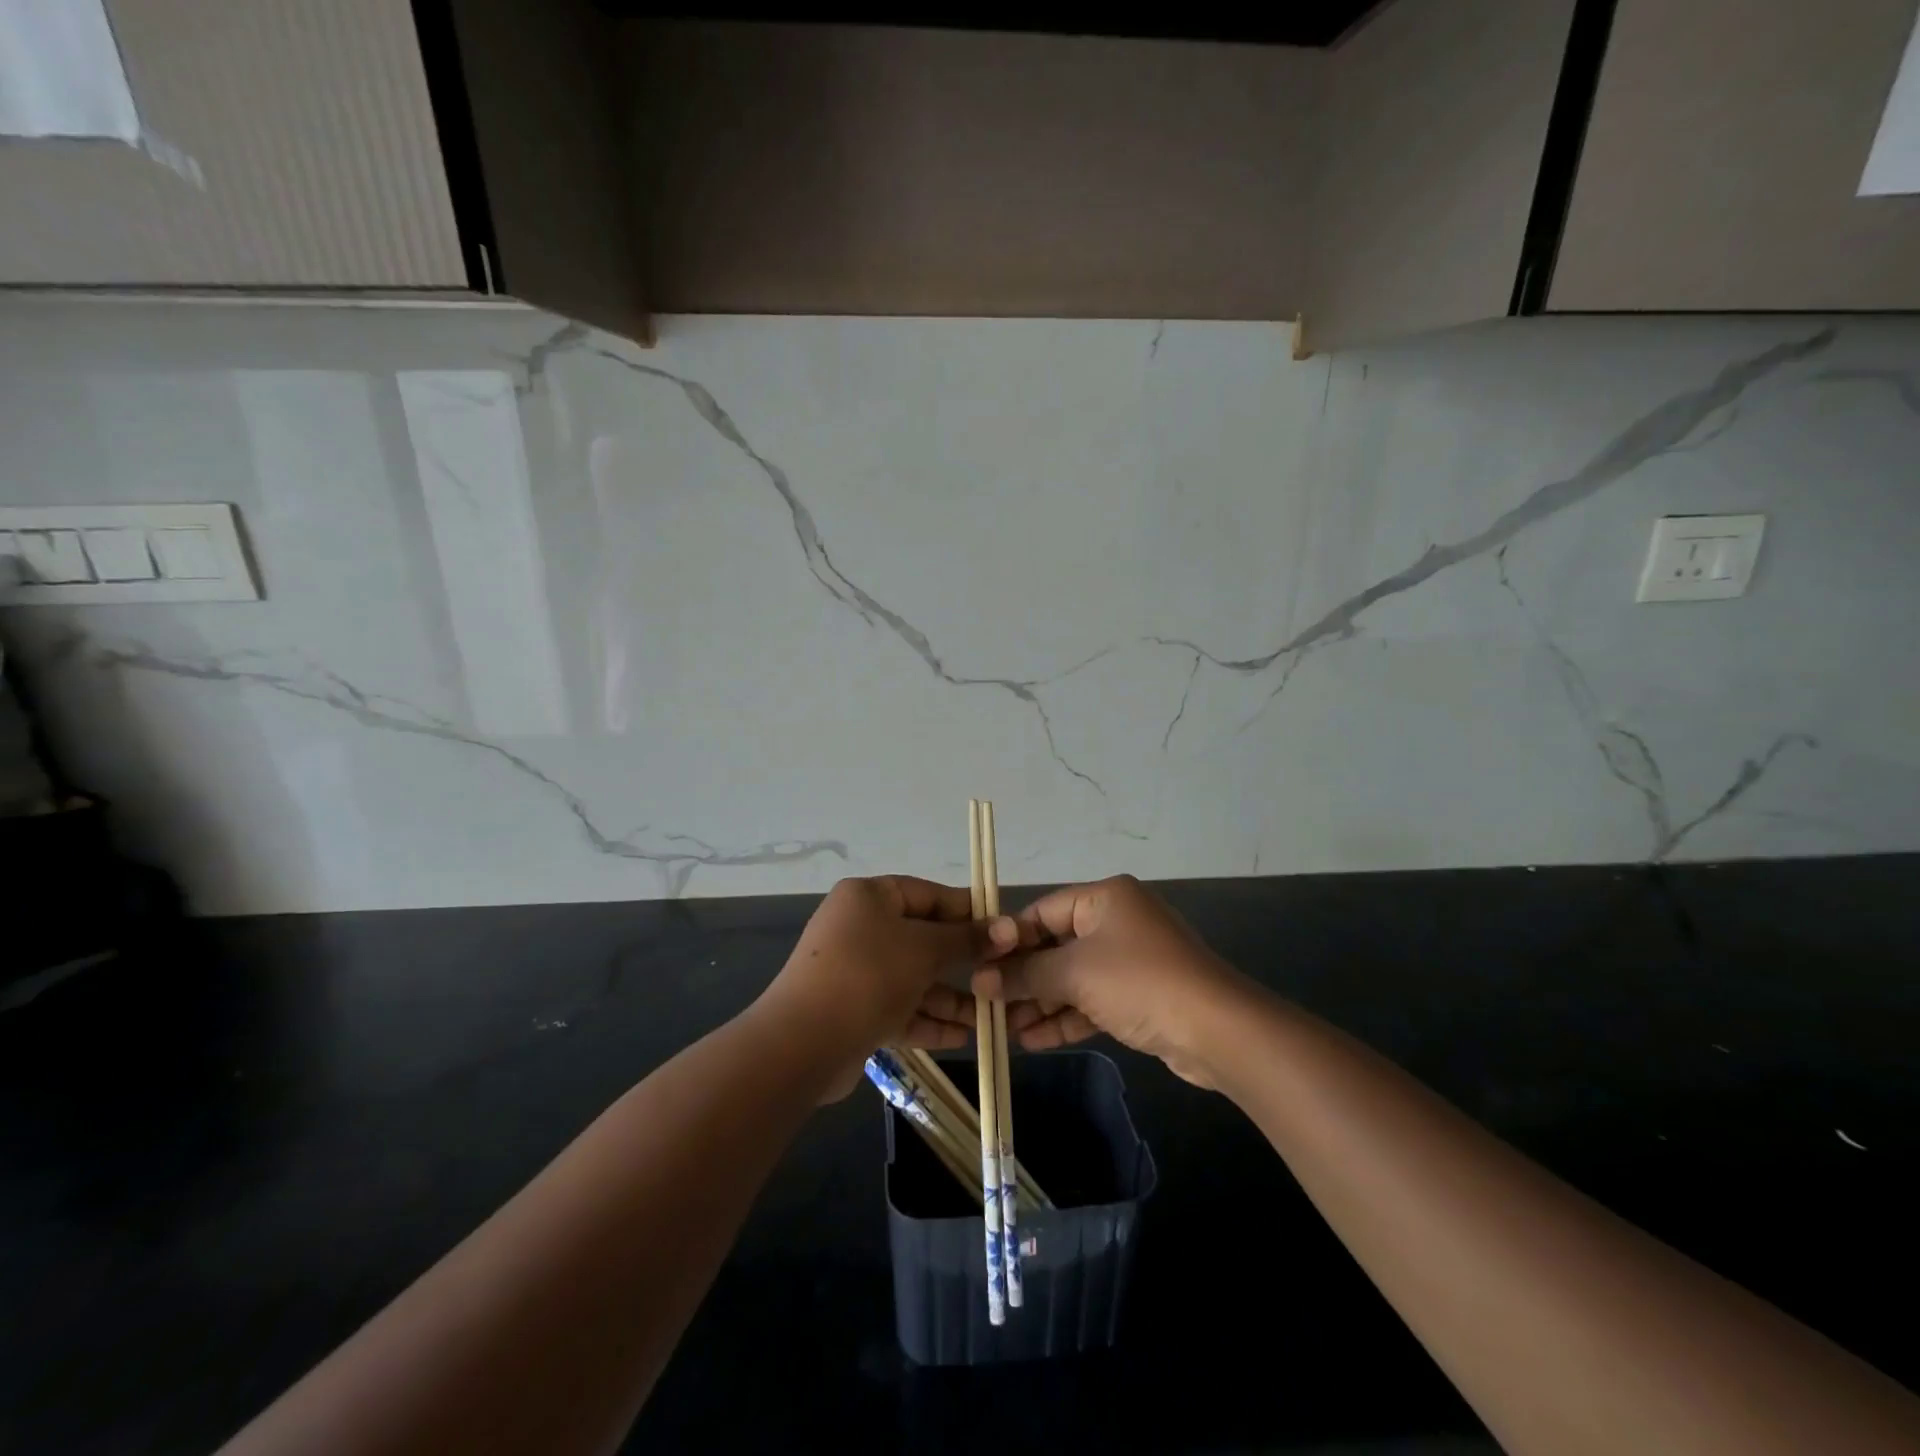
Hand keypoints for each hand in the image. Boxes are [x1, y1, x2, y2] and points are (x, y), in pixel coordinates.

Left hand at [757, 876, 1013, 1098]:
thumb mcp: (924, 949)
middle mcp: (859, 928)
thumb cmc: (869, 975)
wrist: (803, 1043)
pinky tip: (963, 1037)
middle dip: (962, 961)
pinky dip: (928, 1020)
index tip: (1003, 930)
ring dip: (950, 997)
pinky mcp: (853, 1011)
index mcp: (869, 897)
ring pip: (913, 978)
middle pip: (922, 939)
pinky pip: (899, 1008)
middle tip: (1000, 976)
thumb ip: (966, 939)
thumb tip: (1008, 927)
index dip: (966, 911)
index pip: (927, 894)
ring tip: (990, 1017)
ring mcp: (855, 971)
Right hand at [971, 875, 1242, 1087]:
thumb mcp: (1074, 974)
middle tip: (987, 1004)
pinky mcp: (1140, 995)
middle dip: (1023, 978)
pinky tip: (1034, 1041)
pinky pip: (1092, 1000)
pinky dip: (1066, 1017)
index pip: (1042, 911)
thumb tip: (979, 980)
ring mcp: (1131, 959)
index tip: (978, 967)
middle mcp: (1118, 921)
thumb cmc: (1139, 982)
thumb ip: (1025, 975)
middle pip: (1056, 946)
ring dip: (1041, 1003)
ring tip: (1004, 1030)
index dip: (1009, 940)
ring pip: (1073, 978)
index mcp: (1104, 898)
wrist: (1216, 1030)